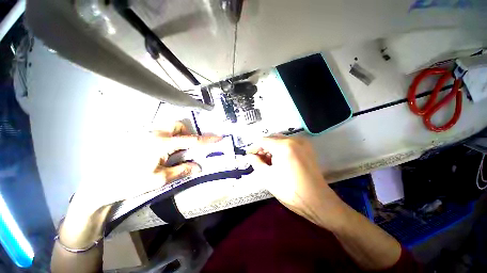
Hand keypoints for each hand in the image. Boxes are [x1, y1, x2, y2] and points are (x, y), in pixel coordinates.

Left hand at [74, 121, 221, 210]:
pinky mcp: (139, 137)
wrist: (100, 184)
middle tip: (188, 148)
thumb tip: (198, 167)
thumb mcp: (160, 179)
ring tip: (175, 151)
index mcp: (161, 144)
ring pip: (169, 128)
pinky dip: (169, 138)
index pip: (190, 140)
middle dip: (188, 134)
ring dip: (178, 136)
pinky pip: (160, 132)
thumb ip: (182, 170)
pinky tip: (163, 151)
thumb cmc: (130, 183)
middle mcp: (154, 134)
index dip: (206, 139)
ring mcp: (145, 134)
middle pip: (178, 126)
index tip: (218, 138)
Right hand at [247, 136, 345, 226]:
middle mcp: (293, 140)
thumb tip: (249, 156)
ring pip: (280, 140)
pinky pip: (289, 143)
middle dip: (263, 147)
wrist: (317, 200)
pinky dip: (281, 148)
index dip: (254, 147)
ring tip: (268, 161)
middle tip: (258, 159)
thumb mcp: (267, 177)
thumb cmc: (290, 190)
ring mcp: (302, 142)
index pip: (263, 140)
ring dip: (272, 148)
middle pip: (272, 138)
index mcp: (283, 146)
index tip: (249, 155)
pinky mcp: (307, 147)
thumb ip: (256, 163)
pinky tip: (279, 159)